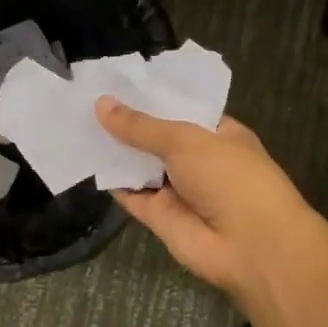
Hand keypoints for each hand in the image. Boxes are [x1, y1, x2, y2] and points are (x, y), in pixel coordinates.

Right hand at [96, 98, 314, 303]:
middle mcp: (198, 160)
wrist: (249, 246)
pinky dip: (111, 179)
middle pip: (155, 137)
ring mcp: (178, 189)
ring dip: (115, 148)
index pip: (180, 108)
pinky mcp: (159, 216)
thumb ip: (141, 126)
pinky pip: (130, 194)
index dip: (150, 96)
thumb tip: (101, 103)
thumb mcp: (185, 140)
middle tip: (86, 97)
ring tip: (77, 120)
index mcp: (218, 133)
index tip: (115, 80)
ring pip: (140, 165)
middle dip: (126, 121)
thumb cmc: (229, 177)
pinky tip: (85, 157)